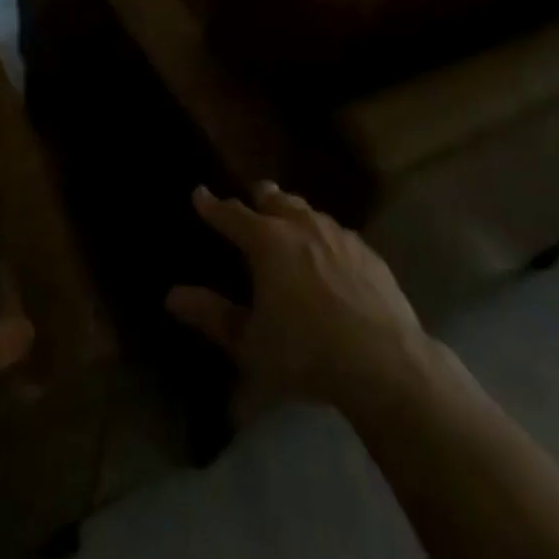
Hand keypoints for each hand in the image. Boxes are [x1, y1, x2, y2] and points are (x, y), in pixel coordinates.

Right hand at [167, 183, 433, 410]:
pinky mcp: (368, 253)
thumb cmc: (307, 352)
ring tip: (289, 224)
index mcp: (266, 241)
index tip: (199, 194)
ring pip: (308, 211)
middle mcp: (300, 226)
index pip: (231, 214)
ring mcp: (338, 235)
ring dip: (293, 214)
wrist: (386, 364)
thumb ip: (212, 316)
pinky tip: (330, 255)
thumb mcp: (251, 343)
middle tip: (252, 202)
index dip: (212, 205)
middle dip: (259, 198)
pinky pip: (339, 233)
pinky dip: (325, 237)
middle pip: (274, 199)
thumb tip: (172, 296)